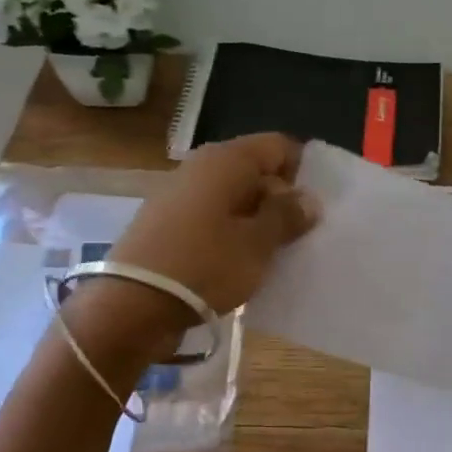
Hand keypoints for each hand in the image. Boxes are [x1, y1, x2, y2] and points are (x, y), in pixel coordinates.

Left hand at [68, 134, 319, 356]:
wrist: (134, 305)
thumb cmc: (205, 266)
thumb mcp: (258, 244)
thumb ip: (286, 216)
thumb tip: (307, 198)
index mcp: (226, 161)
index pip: (278, 147)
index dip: (303, 171)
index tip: (317, 207)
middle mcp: (201, 167)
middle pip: (255, 172)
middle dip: (282, 200)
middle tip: (302, 236)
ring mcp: (180, 195)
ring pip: (234, 198)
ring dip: (257, 221)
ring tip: (276, 254)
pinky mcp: (168, 224)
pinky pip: (213, 219)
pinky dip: (233, 234)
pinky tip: (243, 263)